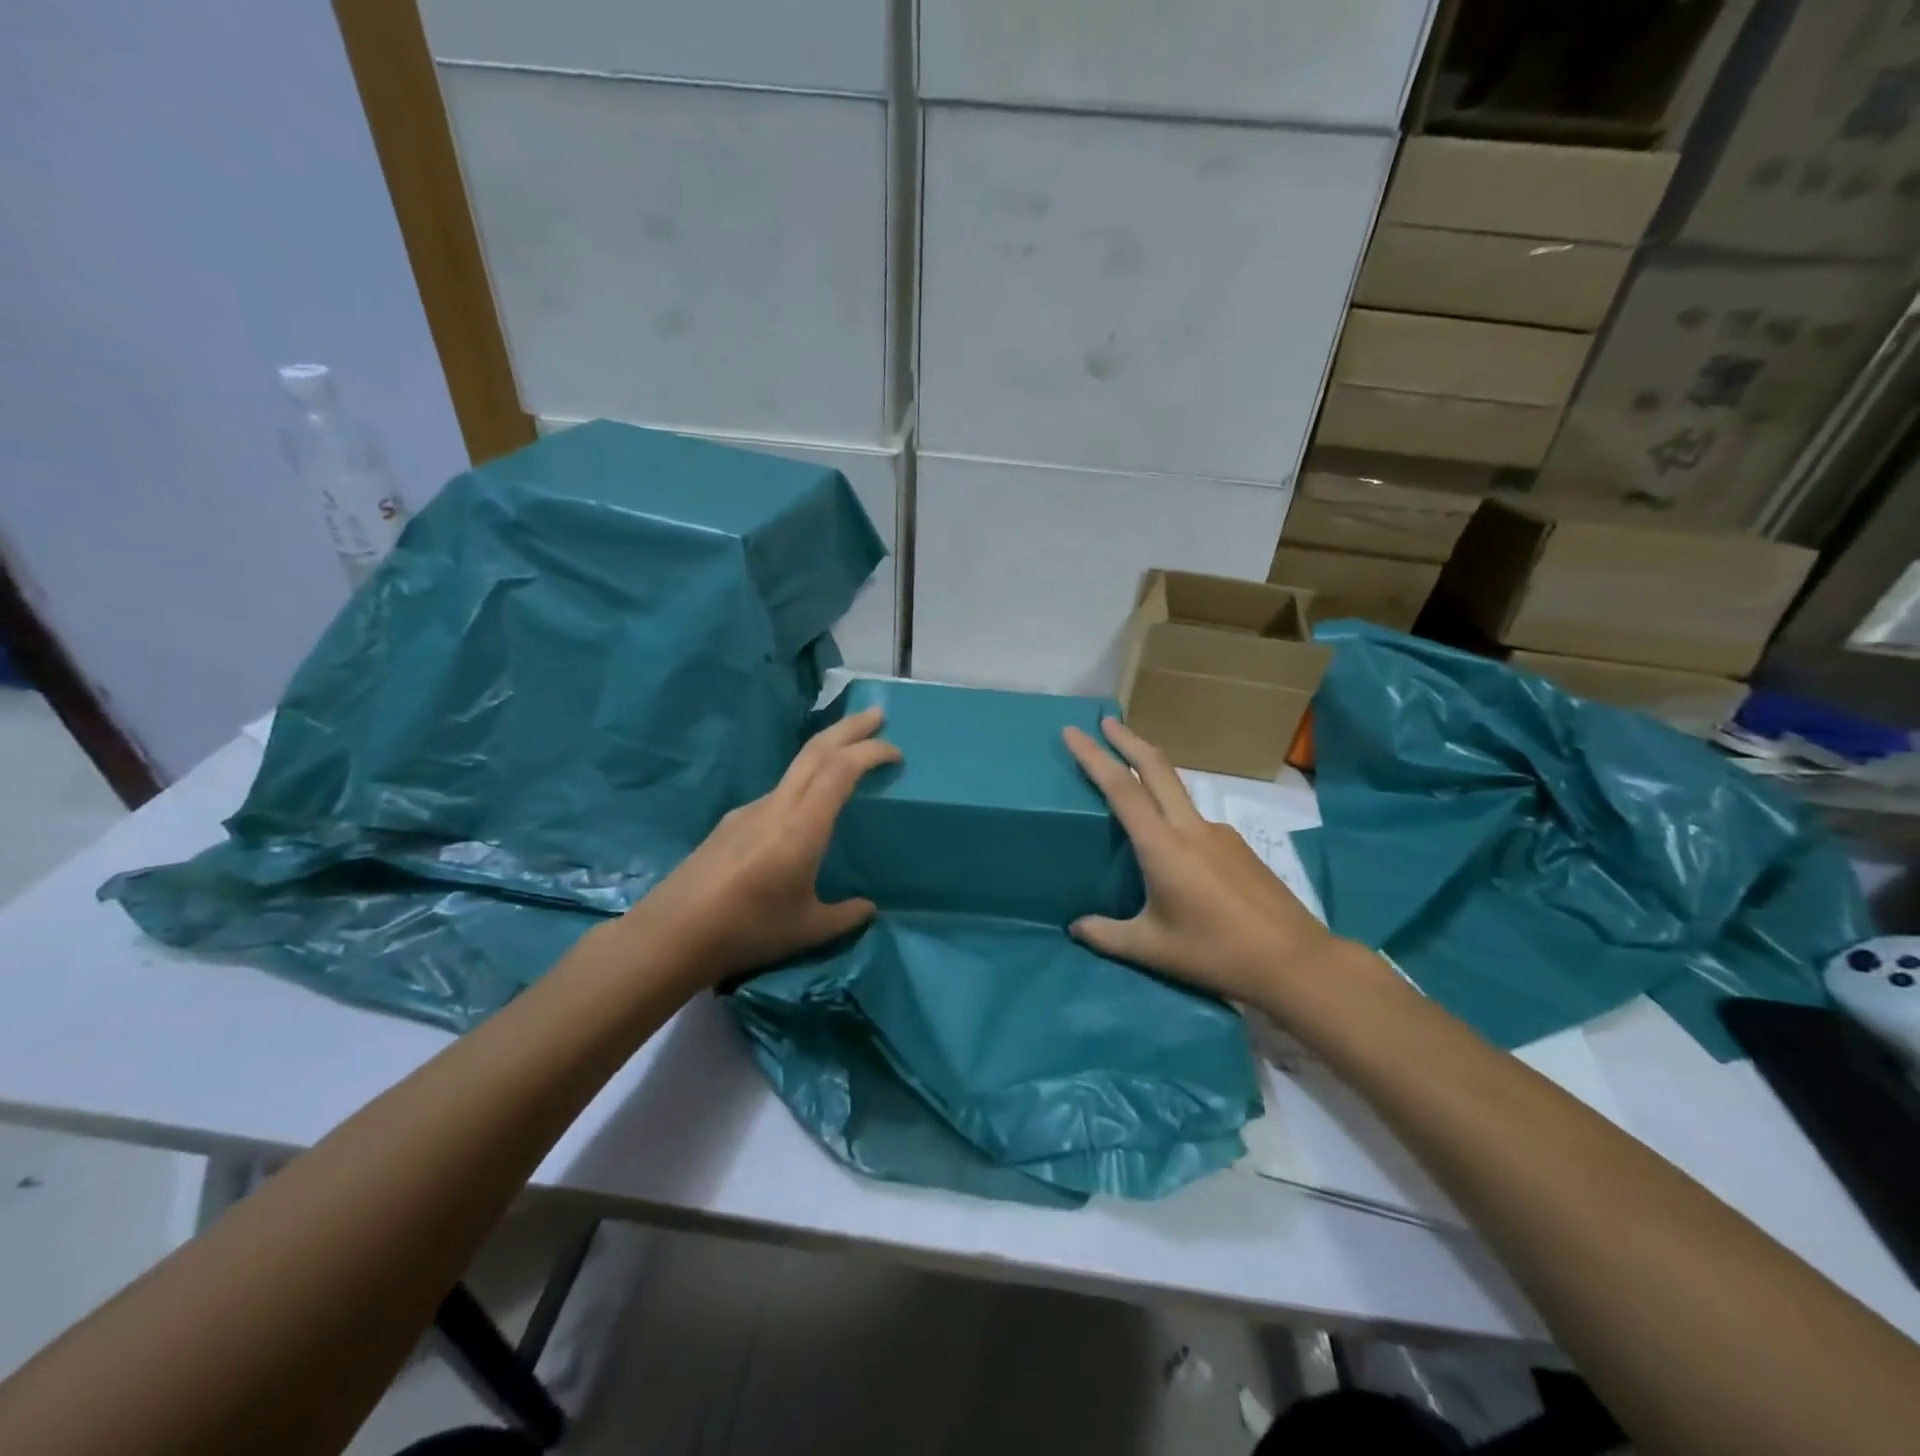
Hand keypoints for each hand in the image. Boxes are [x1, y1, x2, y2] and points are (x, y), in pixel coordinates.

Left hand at [619, 706, 900, 985]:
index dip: (870, 752)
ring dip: (826, 753)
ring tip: (848, 759)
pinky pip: (778, 792)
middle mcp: (776, 806)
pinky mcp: (731, 823)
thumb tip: (868, 908)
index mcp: (801, 826)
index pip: (841, 770)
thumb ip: (844, 916)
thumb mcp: (807, 929)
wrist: (671, 935)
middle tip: (877, 715)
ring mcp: (749, 811)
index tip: (896, 752)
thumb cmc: (746, 930)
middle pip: (816, 750)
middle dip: (850, 728)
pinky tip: (806, 812)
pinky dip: (804, 782)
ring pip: (795, 768)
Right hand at [1062, 716, 1369, 1009]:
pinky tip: (1170, 846)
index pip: (1121, 788)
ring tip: (1130, 782)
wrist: (1295, 961)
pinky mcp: (1238, 846)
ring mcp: (1220, 832)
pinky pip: (1195, 818)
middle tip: (1104, 722)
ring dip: (1151, 772)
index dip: (1094, 757)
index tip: (1073, 732)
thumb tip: (1075, 927)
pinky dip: (1172, 810)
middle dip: (1127, 740)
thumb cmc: (1216, 953)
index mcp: (1163, 846)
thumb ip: (1107, 936)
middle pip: (1156, 767)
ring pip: (1178, 790)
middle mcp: (1191, 827)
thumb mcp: (1153, 949)